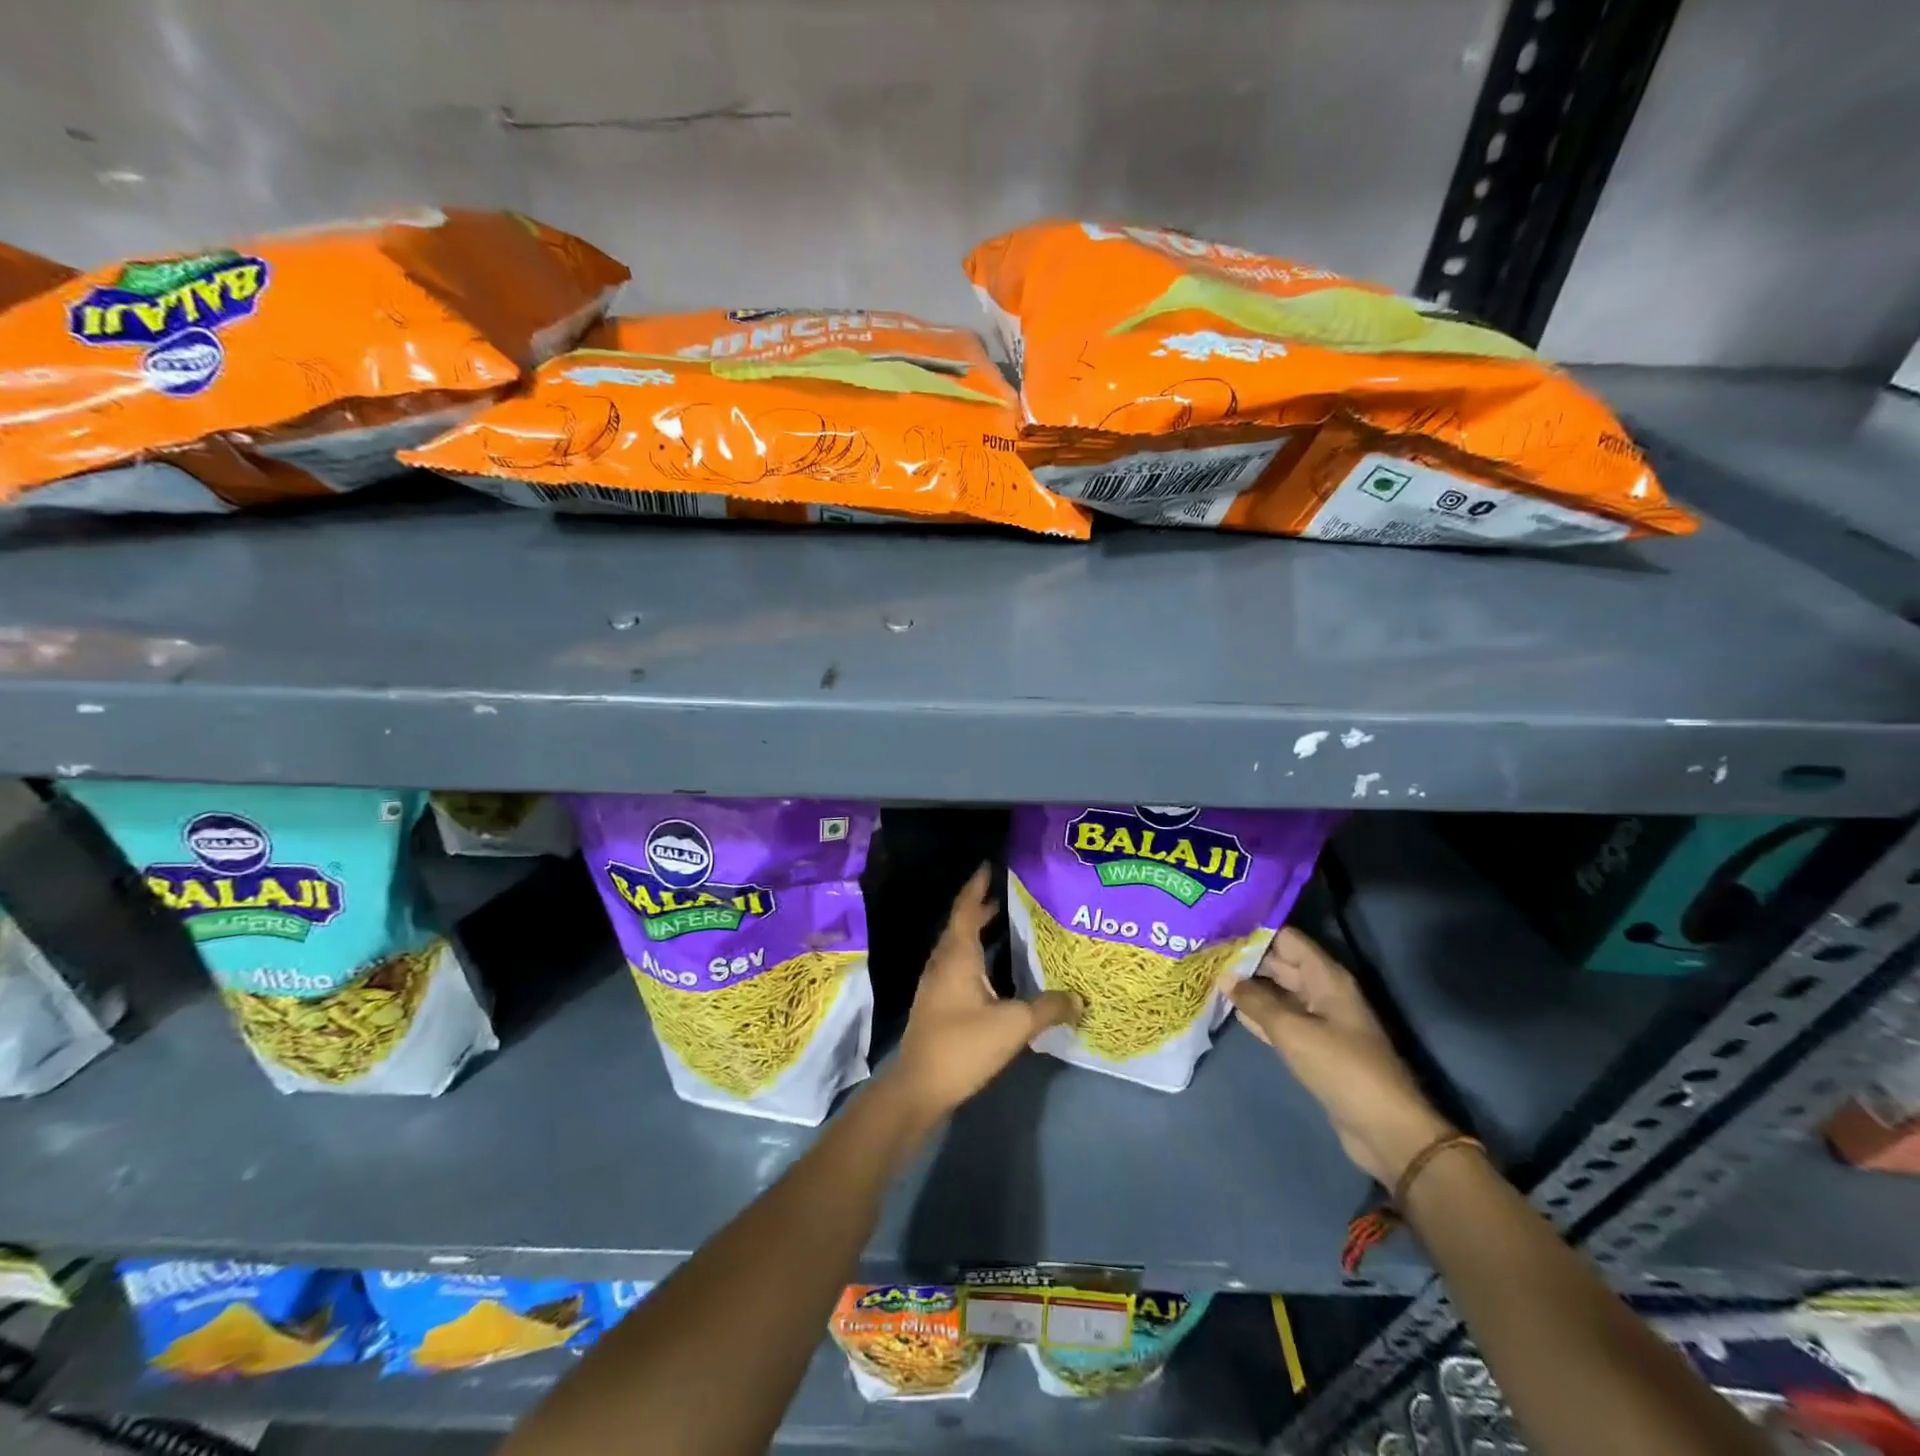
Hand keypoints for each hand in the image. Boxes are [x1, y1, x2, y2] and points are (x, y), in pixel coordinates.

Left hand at [885, 866, 1081, 1121]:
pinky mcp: (937, 1002)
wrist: (919, 1087)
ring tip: (1002, 922)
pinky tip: (991, 968)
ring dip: (976, 930)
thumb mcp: (1014, 1025)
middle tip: (1006, 894)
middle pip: (960, 924)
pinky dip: (974, 953)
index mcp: (957, 956)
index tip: (989, 866)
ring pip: (957, 946)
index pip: (966, 909)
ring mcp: (936, 983)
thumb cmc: (963, 1045)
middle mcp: (943, 962)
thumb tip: (1080, 998)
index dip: (977, 886)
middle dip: (980, 907)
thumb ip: (1048, 1008)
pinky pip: (956, 964)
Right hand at [1226, 927, 1452, 1186]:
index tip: (1216, 927)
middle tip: (1203, 952)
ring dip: (1247, 987)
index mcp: (1325, 977)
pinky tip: (1228, 1008)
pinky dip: (1257, 1013)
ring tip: (1207, 974)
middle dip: (1244, 958)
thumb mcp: (1293, 1031)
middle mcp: (1322, 991)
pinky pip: (1280, 1019)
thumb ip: (1256, 1002)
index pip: (1285, 938)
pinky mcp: (1313, 1044)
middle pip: (1279, 963)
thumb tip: (1224, 976)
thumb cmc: (1341, 1068)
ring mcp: (1318, 1019)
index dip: (1253, 931)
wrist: (1384, 1128)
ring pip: (1277, 992)